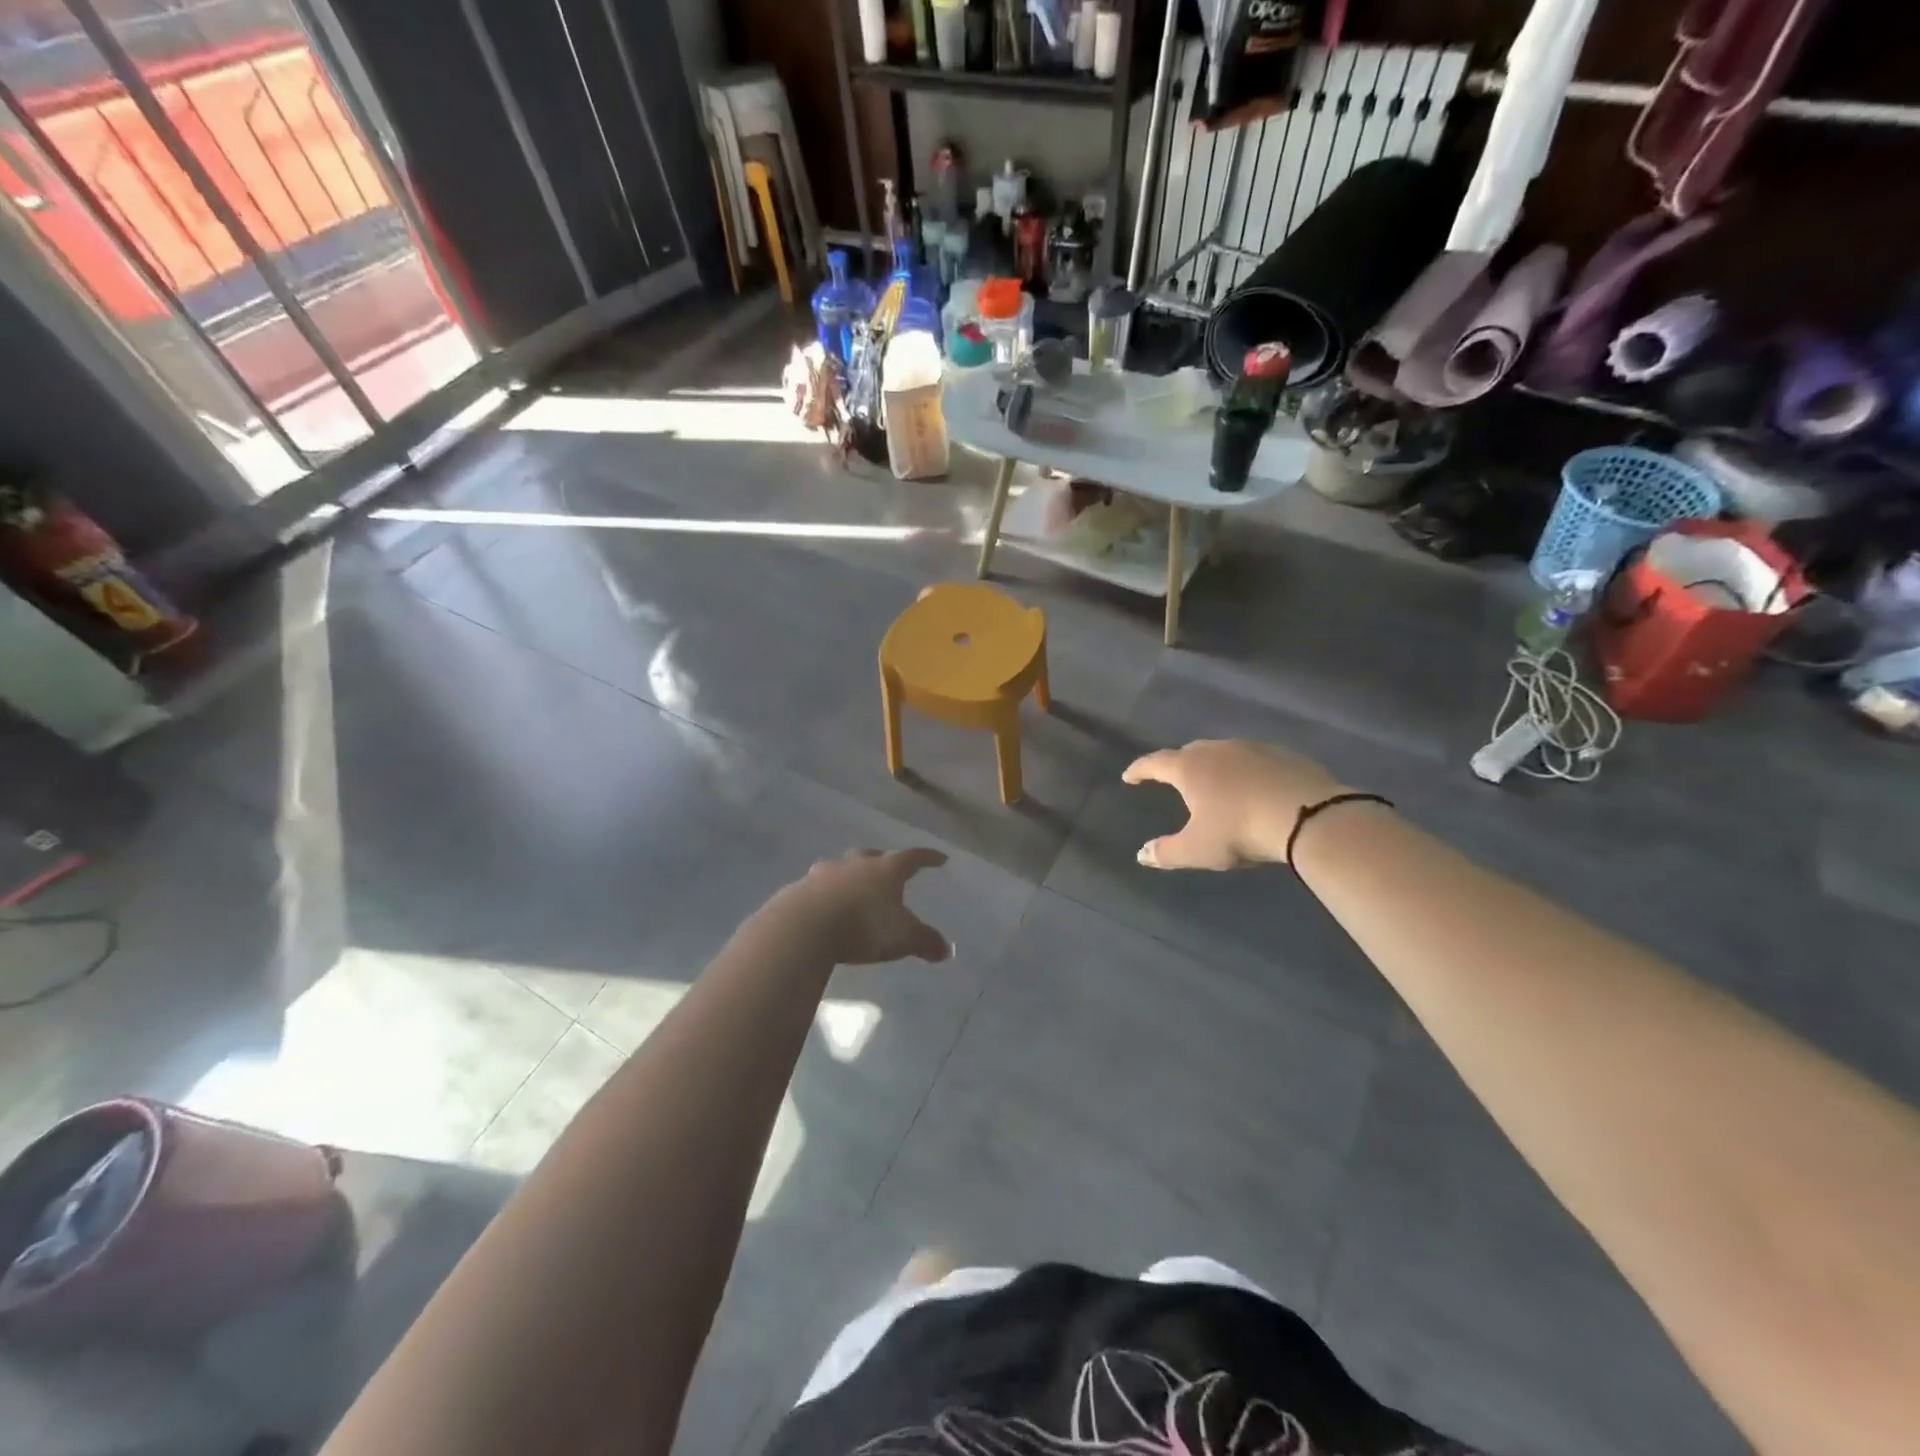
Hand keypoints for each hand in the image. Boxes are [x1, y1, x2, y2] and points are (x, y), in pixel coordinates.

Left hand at [771, 848, 951, 964]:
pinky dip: (825, 892)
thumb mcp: (903, 939)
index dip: (928, 858)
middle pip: (872, 856)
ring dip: (849, 874)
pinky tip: (824, 905)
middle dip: (882, 861)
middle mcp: (856, 864)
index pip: (913, 857)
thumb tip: (946, 950)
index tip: (939, 858)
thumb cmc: (863, 926)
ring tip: (852, 885)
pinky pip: (817, 886)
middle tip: (888, 869)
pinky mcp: (800, 889)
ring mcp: (825, 874)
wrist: (804, 927)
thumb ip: (926, 942)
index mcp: (886, 870)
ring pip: (841, 867)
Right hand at [1121, 740, 1342, 869]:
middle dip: (1177, 765)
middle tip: (1173, 779)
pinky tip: (1252, 788)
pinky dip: (1244, 771)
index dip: (1139, 770)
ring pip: (1223, 753)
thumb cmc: (1239, 830)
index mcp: (1189, 768)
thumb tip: (1142, 854)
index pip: (1155, 763)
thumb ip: (1166, 852)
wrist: (1308, 815)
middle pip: (1189, 752)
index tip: (1129, 776)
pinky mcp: (1283, 755)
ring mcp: (1252, 748)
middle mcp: (1217, 750)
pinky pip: (1253, 760)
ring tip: (1214, 784)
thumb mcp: (1198, 850)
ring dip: (1214, 767)